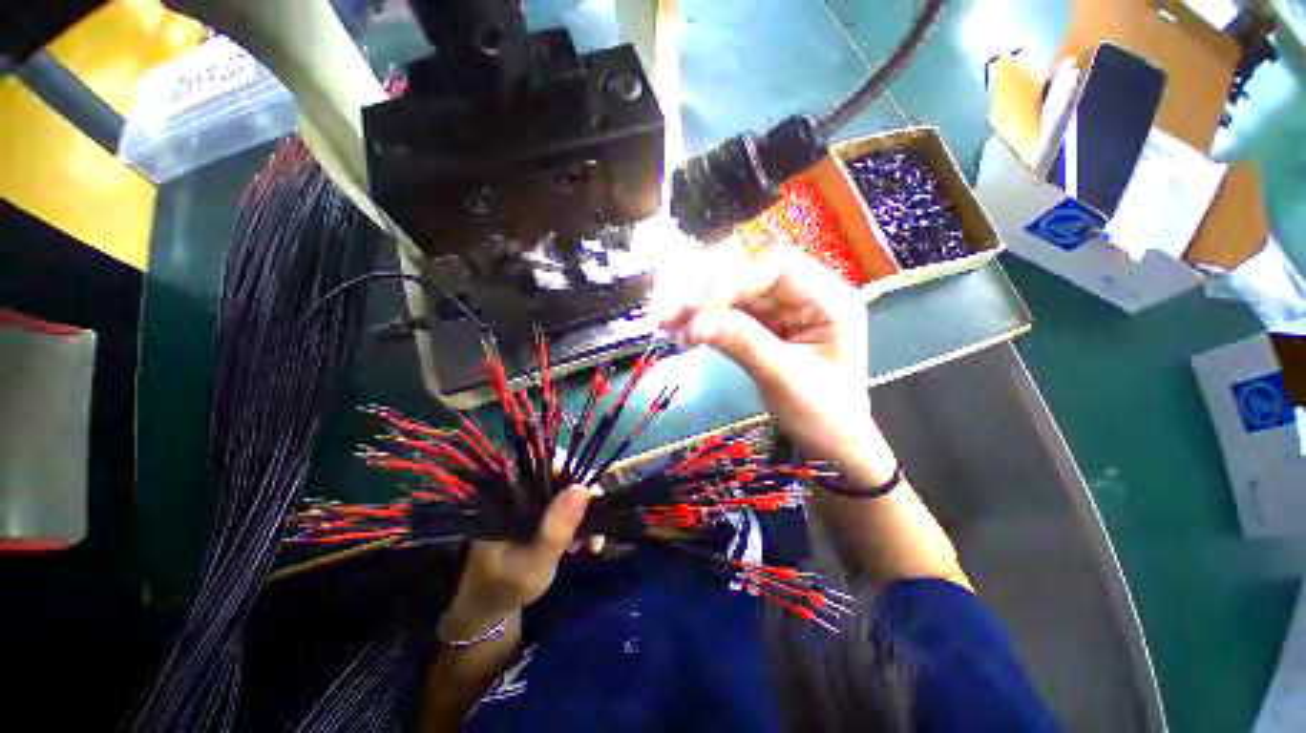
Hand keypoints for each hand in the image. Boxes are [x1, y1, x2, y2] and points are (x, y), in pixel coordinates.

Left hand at [440, 485, 591, 641]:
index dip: (573, 472)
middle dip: (584, 499)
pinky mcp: (542, 512)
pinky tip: (585, 545)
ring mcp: (533, 500)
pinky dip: (581, 522)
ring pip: (569, 491)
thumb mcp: (534, 563)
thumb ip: (556, 530)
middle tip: (591, 530)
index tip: (591, 499)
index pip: (546, 462)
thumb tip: (582, 488)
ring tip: (589, 544)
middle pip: (563, 474)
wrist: (490, 606)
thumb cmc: (506, 586)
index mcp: (511, 492)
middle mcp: (523, 489)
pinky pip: (568, 506)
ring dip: (585, 513)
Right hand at [658, 238, 896, 486]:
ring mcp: (785, 307)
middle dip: (709, 292)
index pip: (776, 265)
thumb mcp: (784, 378)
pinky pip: (731, 311)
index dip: (732, 279)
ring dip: (700, 305)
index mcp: (830, 298)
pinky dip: (706, 319)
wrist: (831, 442)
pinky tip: (686, 331)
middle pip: (751, 273)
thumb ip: (742, 343)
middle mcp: (807, 292)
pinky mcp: (767, 322)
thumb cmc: (823, 414)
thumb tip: (693, 324)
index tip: (696, 308)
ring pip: (735, 291)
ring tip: (670, 325)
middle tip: (671, 317)